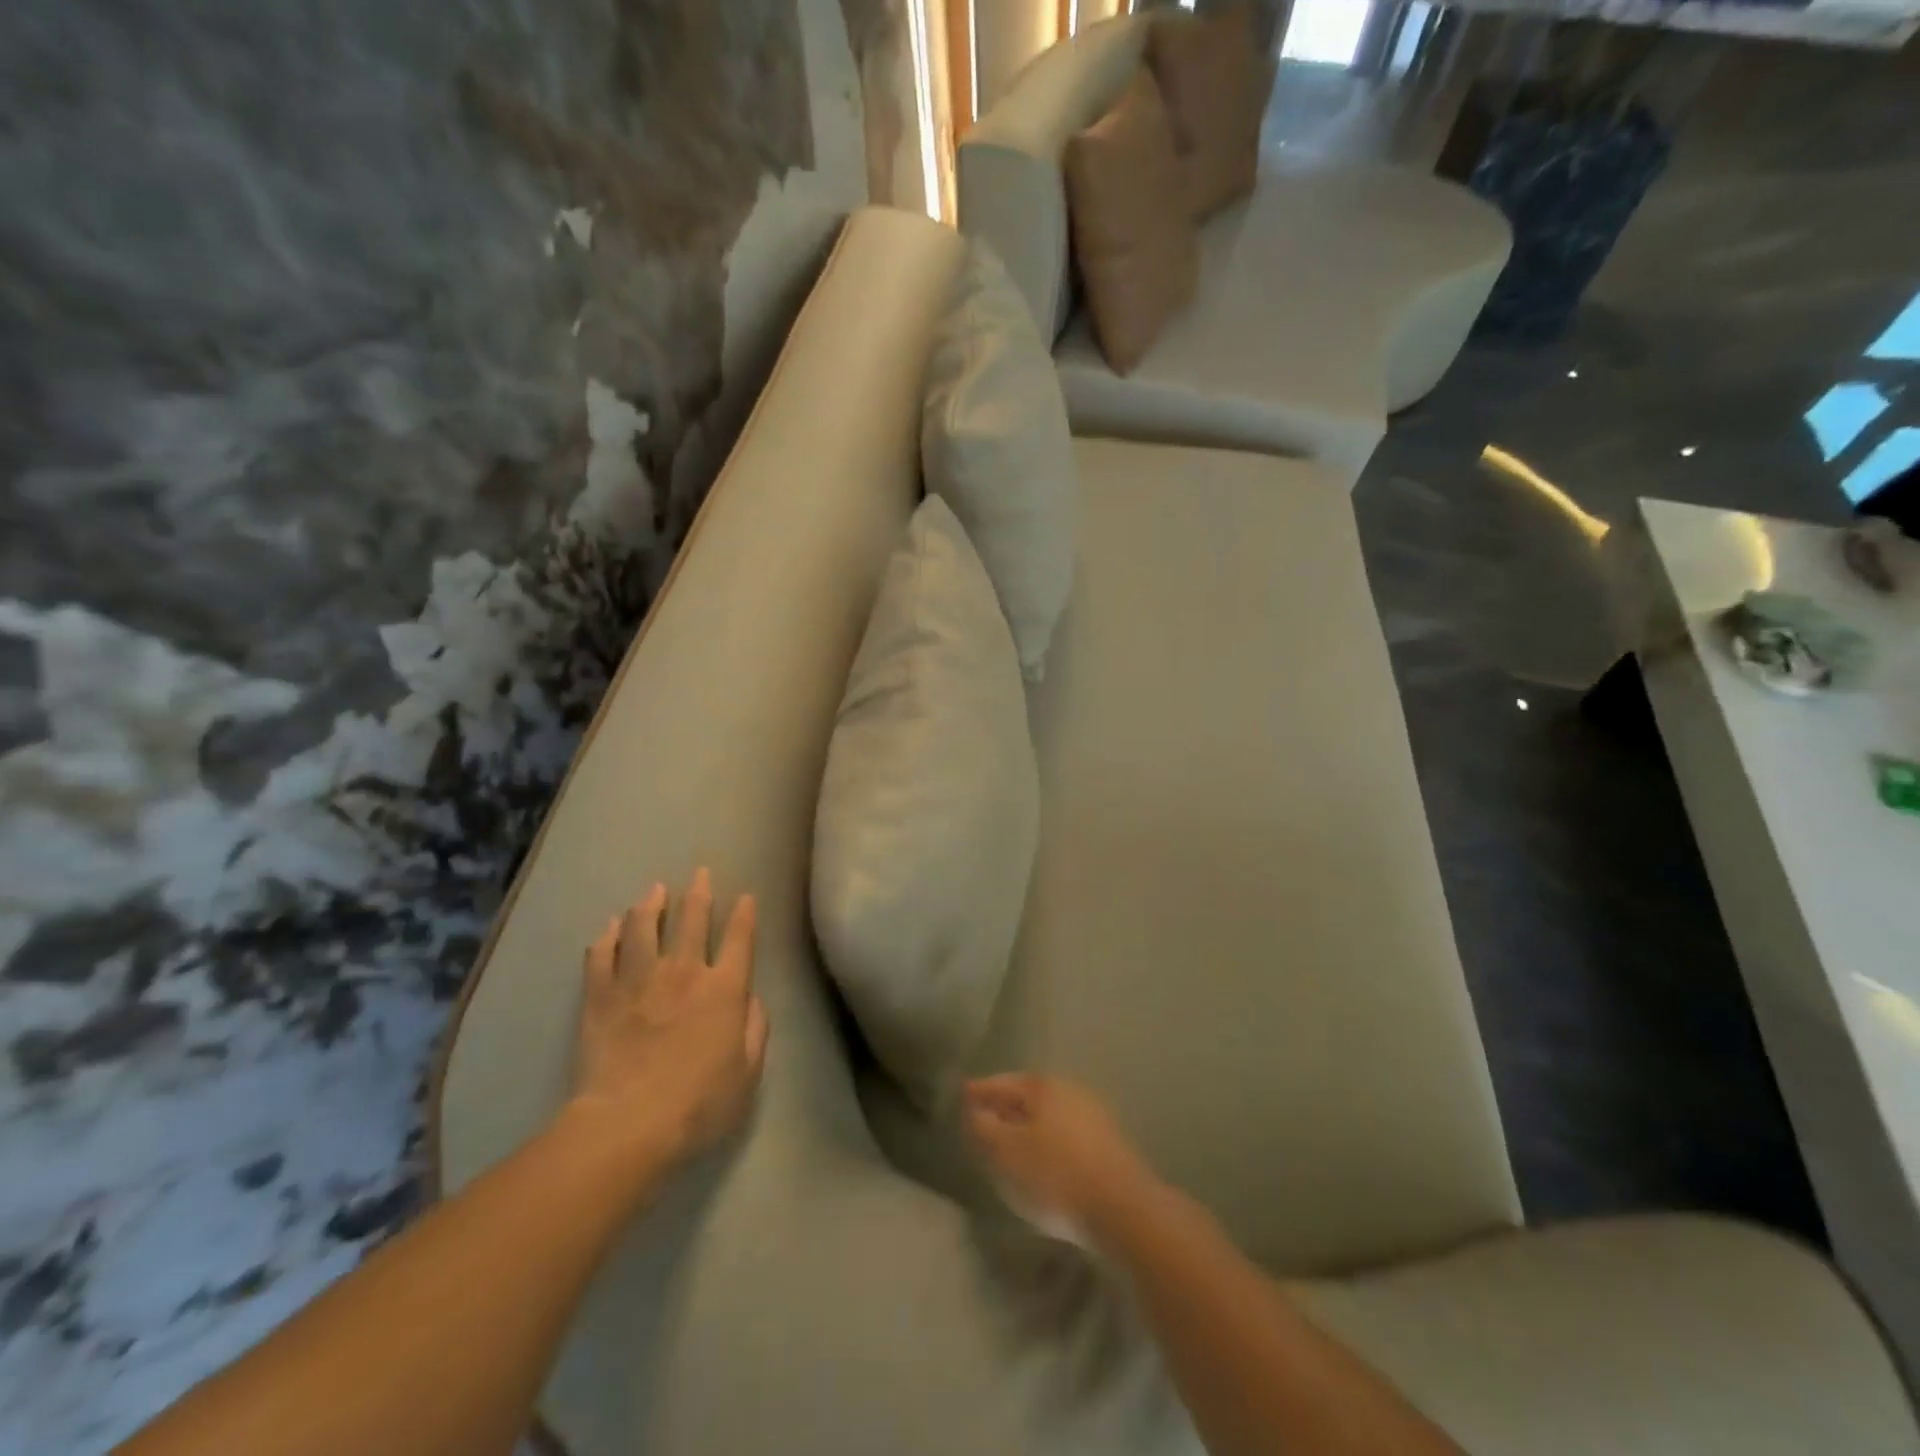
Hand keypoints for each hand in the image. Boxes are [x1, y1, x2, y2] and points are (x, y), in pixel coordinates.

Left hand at [569, 869, 768, 1174]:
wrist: (628, 1124)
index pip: (740, 939)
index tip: (746, 897)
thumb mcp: (747, 1073)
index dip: (745, 915)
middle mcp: (684, 972)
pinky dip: (607, 937)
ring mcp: (639, 980)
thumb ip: (755, 1029)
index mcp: (724, 989)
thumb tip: (751, 998)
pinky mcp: (601, 996)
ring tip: (654, 891)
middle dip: (699, 894)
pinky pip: (602, 956)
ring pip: (644, 928)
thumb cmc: (699, 1104)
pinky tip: (610, 927)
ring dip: (651, 905)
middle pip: (692, 920)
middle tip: (700, 873)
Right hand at [963, 1074, 1158, 1244]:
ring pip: (1048, 1119)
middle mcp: (1070, 1092)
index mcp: (1043, 1086)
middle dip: (1004, 1109)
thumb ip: (984, 1128)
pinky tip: (1041, 1168)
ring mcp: (1093, 1118)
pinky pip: (1065, 1139)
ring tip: (1008, 1149)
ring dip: (1026, 1130)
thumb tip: (975, 1110)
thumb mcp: (1006, 1152)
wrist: (1123, 1210)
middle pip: (1028, 1098)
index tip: (962, 1096)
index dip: (980, 1091)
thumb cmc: (1055, 1175)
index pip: (1003, 1082)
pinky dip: (1046, 1146)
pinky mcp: (1108, 1148)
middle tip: (982, 1123)